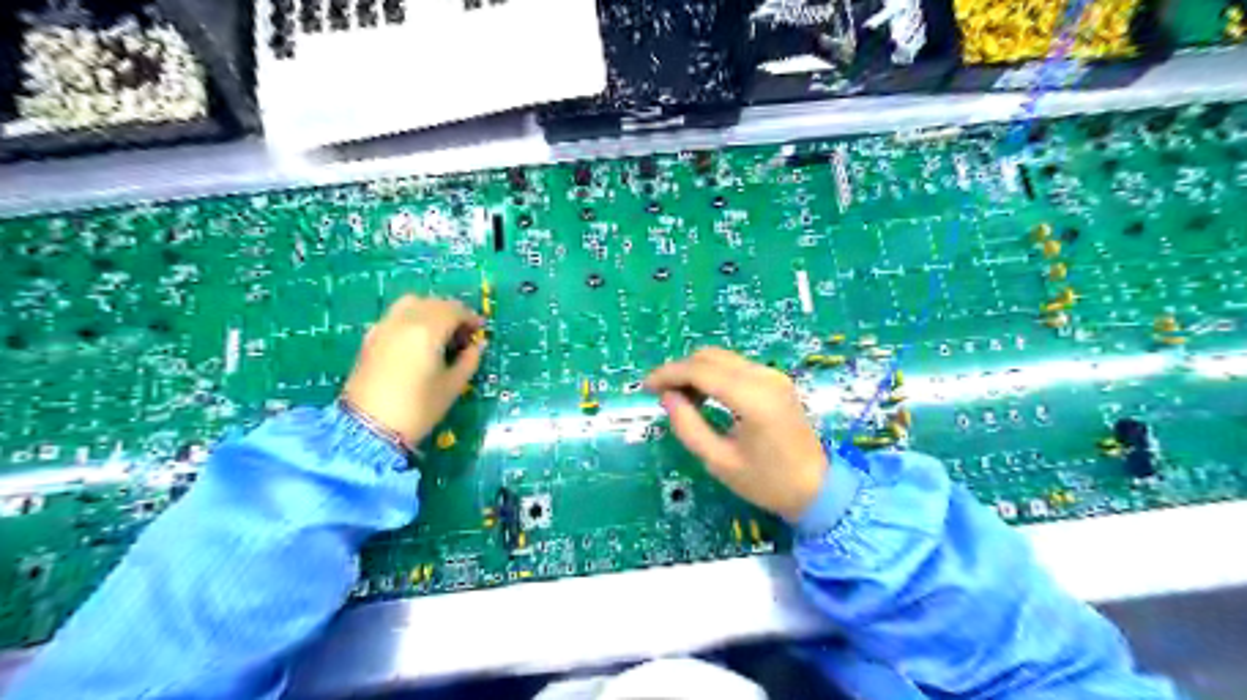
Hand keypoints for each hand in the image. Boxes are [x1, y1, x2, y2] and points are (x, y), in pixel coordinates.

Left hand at [341, 297, 482, 446]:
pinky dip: (412, 318)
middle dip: (452, 313)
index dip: (471, 318)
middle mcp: (404, 320)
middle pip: (433, 302)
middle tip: (463, 333)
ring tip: (440, 333)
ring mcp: (384, 327)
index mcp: (427, 330)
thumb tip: (477, 346)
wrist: (368, 428)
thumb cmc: (417, 409)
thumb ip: (469, 361)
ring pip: (411, 303)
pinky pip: (396, 315)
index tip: (480, 331)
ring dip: (430, 310)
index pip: (454, 310)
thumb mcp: (452, 386)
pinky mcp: (370, 338)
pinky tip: (418, 340)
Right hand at [642, 348, 826, 522]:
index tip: (645, 387)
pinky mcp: (776, 380)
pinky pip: (736, 366)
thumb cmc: (767, 483)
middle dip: (680, 370)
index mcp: (752, 399)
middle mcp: (764, 377)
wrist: (817, 489)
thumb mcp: (719, 462)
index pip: (701, 371)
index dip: (669, 374)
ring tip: (680, 399)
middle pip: (710, 357)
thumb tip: (667, 397)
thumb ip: (688, 426)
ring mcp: (773, 376)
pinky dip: (713, 374)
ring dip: (696, 371)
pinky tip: (704, 396)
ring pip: (722, 358)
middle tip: (661, 395)